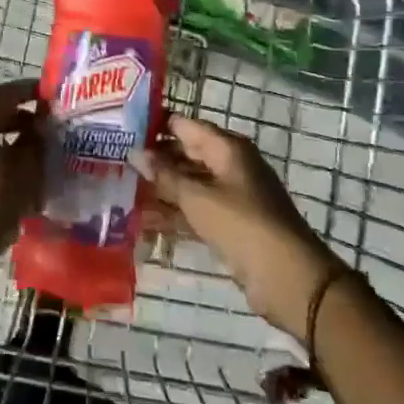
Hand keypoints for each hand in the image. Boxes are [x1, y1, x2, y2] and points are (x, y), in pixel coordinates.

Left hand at [0, 80, 45, 258]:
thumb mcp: (25, 173)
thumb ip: (34, 145)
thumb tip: (38, 129)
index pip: (5, 94)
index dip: (29, 91)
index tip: (48, 95)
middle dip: (19, 121)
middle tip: (43, 130)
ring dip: (5, 144)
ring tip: (30, 159)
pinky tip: (9, 182)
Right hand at [131, 116, 341, 340]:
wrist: (288, 278)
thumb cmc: (243, 225)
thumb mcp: (198, 197)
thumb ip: (165, 175)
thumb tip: (135, 152)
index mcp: (227, 148)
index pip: (184, 125)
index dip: (154, 125)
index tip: (121, 128)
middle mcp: (229, 166)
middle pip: (185, 154)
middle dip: (153, 160)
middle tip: (115, 162)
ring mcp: (230, 196)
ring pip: (188, 184)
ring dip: (160, 189)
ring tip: (121, 191)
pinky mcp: (229, 223)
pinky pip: (195, 210)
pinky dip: (173, 213)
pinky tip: (143, 221)